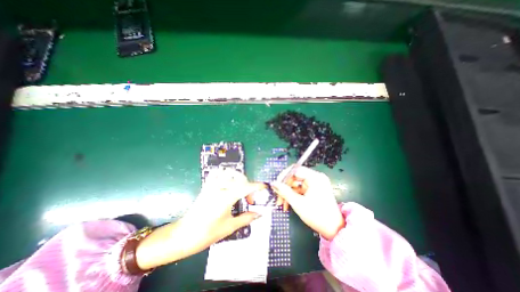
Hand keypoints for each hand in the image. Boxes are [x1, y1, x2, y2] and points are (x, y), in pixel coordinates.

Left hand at [135, 169, 264, 271]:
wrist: (184, 235)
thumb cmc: (207, 233)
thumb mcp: (229, 227)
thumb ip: (246, 218)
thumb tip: (259, 214)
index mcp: (226, 198)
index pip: (245, 187)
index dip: (257, 186)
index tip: (265, 186)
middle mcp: (219, 187)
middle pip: (239, 178)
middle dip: (249, 186)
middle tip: (250, 199)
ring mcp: (211, 185)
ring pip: (229, 172)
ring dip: (238, 178)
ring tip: (241, 189)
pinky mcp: (206, 186)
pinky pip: (217, 173)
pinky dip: (225, 174)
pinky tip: (228, 182)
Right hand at [268, 165, 343, 240]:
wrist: (334, 230)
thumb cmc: (317, 216)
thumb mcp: (298, 203)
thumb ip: (284, 191)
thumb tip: (273, 183)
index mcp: (314, 177)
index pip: (295, 170)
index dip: (284, 176)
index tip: (276, 185)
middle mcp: (315, 177)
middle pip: (295, 177)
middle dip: (285, 187)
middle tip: (277, 197)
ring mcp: (315, 183)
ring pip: (296, 183)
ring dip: (288, 192)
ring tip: (281, 204)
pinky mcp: (314, 189)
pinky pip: (300, 188)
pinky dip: (293, 195)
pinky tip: (288, 204)